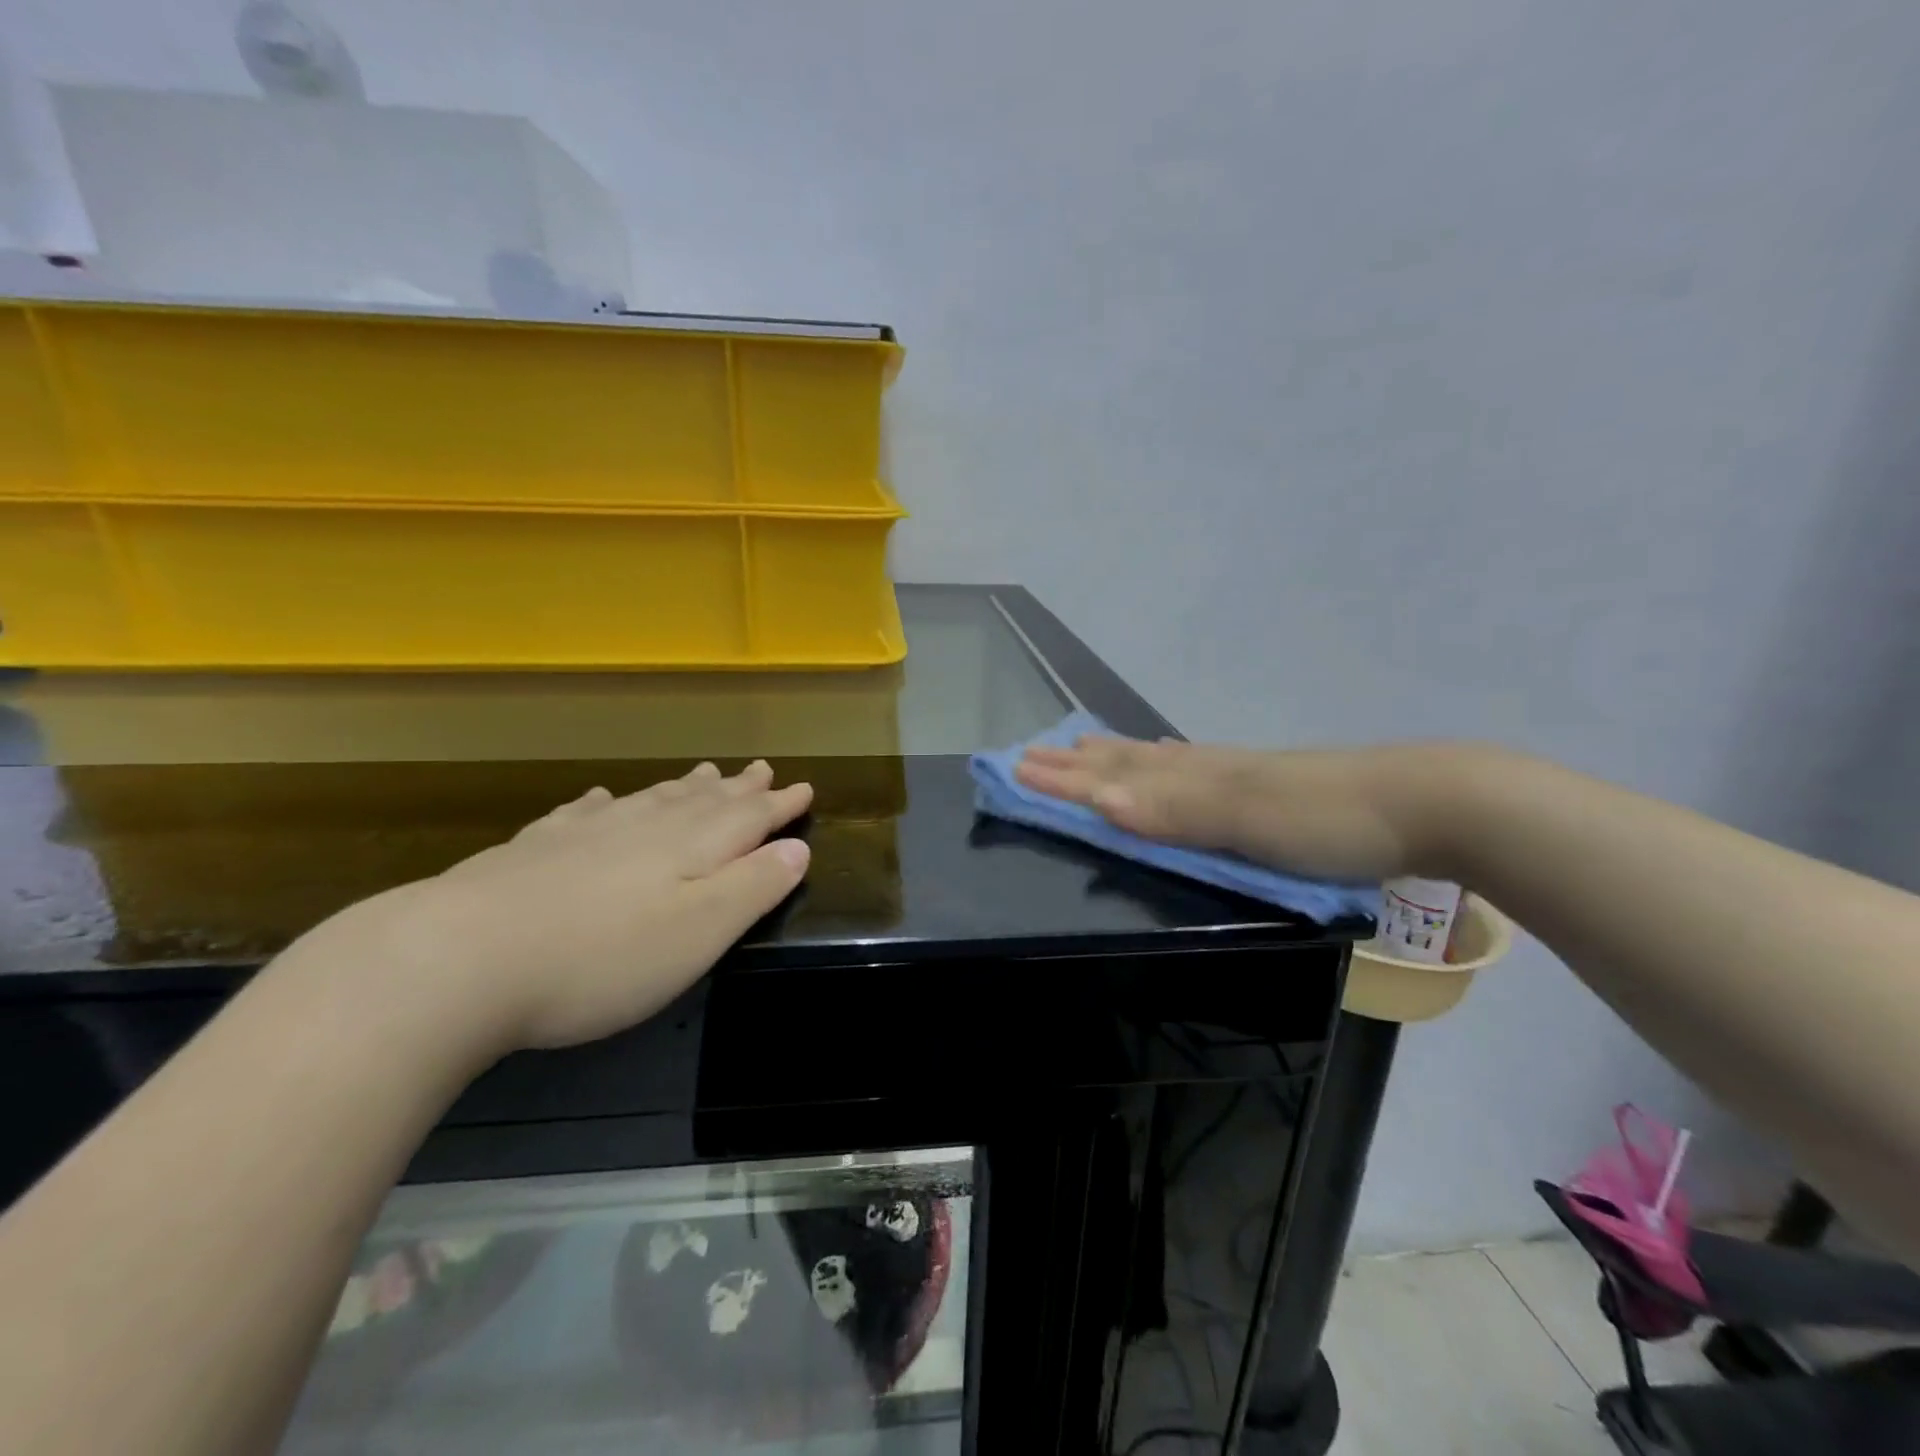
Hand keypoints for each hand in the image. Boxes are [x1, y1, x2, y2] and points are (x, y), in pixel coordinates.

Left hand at [289, 761, 811, 1054]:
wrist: (458, 959)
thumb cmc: (600, 958)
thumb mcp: (698, 932)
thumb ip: (753, 887)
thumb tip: (797, 848)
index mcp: (689, 848)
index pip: (749, 817)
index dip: (780, 805)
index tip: (805, 786)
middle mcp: (643, 828)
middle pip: (702, 800)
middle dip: (738, 787)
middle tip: (761, 768)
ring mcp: (585, 834)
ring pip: (649, 799)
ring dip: (683, 787)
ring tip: (704, 772)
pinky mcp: (534, 849)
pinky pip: (583, 811)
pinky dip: (606, 801)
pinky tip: (602, 797)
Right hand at [1016, 735, 1476, 881]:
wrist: (1425, 803)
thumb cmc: (1329, 820)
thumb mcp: (1249, 818)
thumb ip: (1175, 811)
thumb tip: (1098, 801)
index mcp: (1194, 778)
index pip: (1112, 777)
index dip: (1062, 779)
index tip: (1012, 770)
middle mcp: (1204, 769)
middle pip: (1126, 762)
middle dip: (1074, 762)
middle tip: (1031, 752)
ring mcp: (1234, 774)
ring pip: (1156, 760)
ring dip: (1112, 757)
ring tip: (1083, 747)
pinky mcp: (1262, 786)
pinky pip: (1191, 765)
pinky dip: (1162, 761)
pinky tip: (1168, 757)